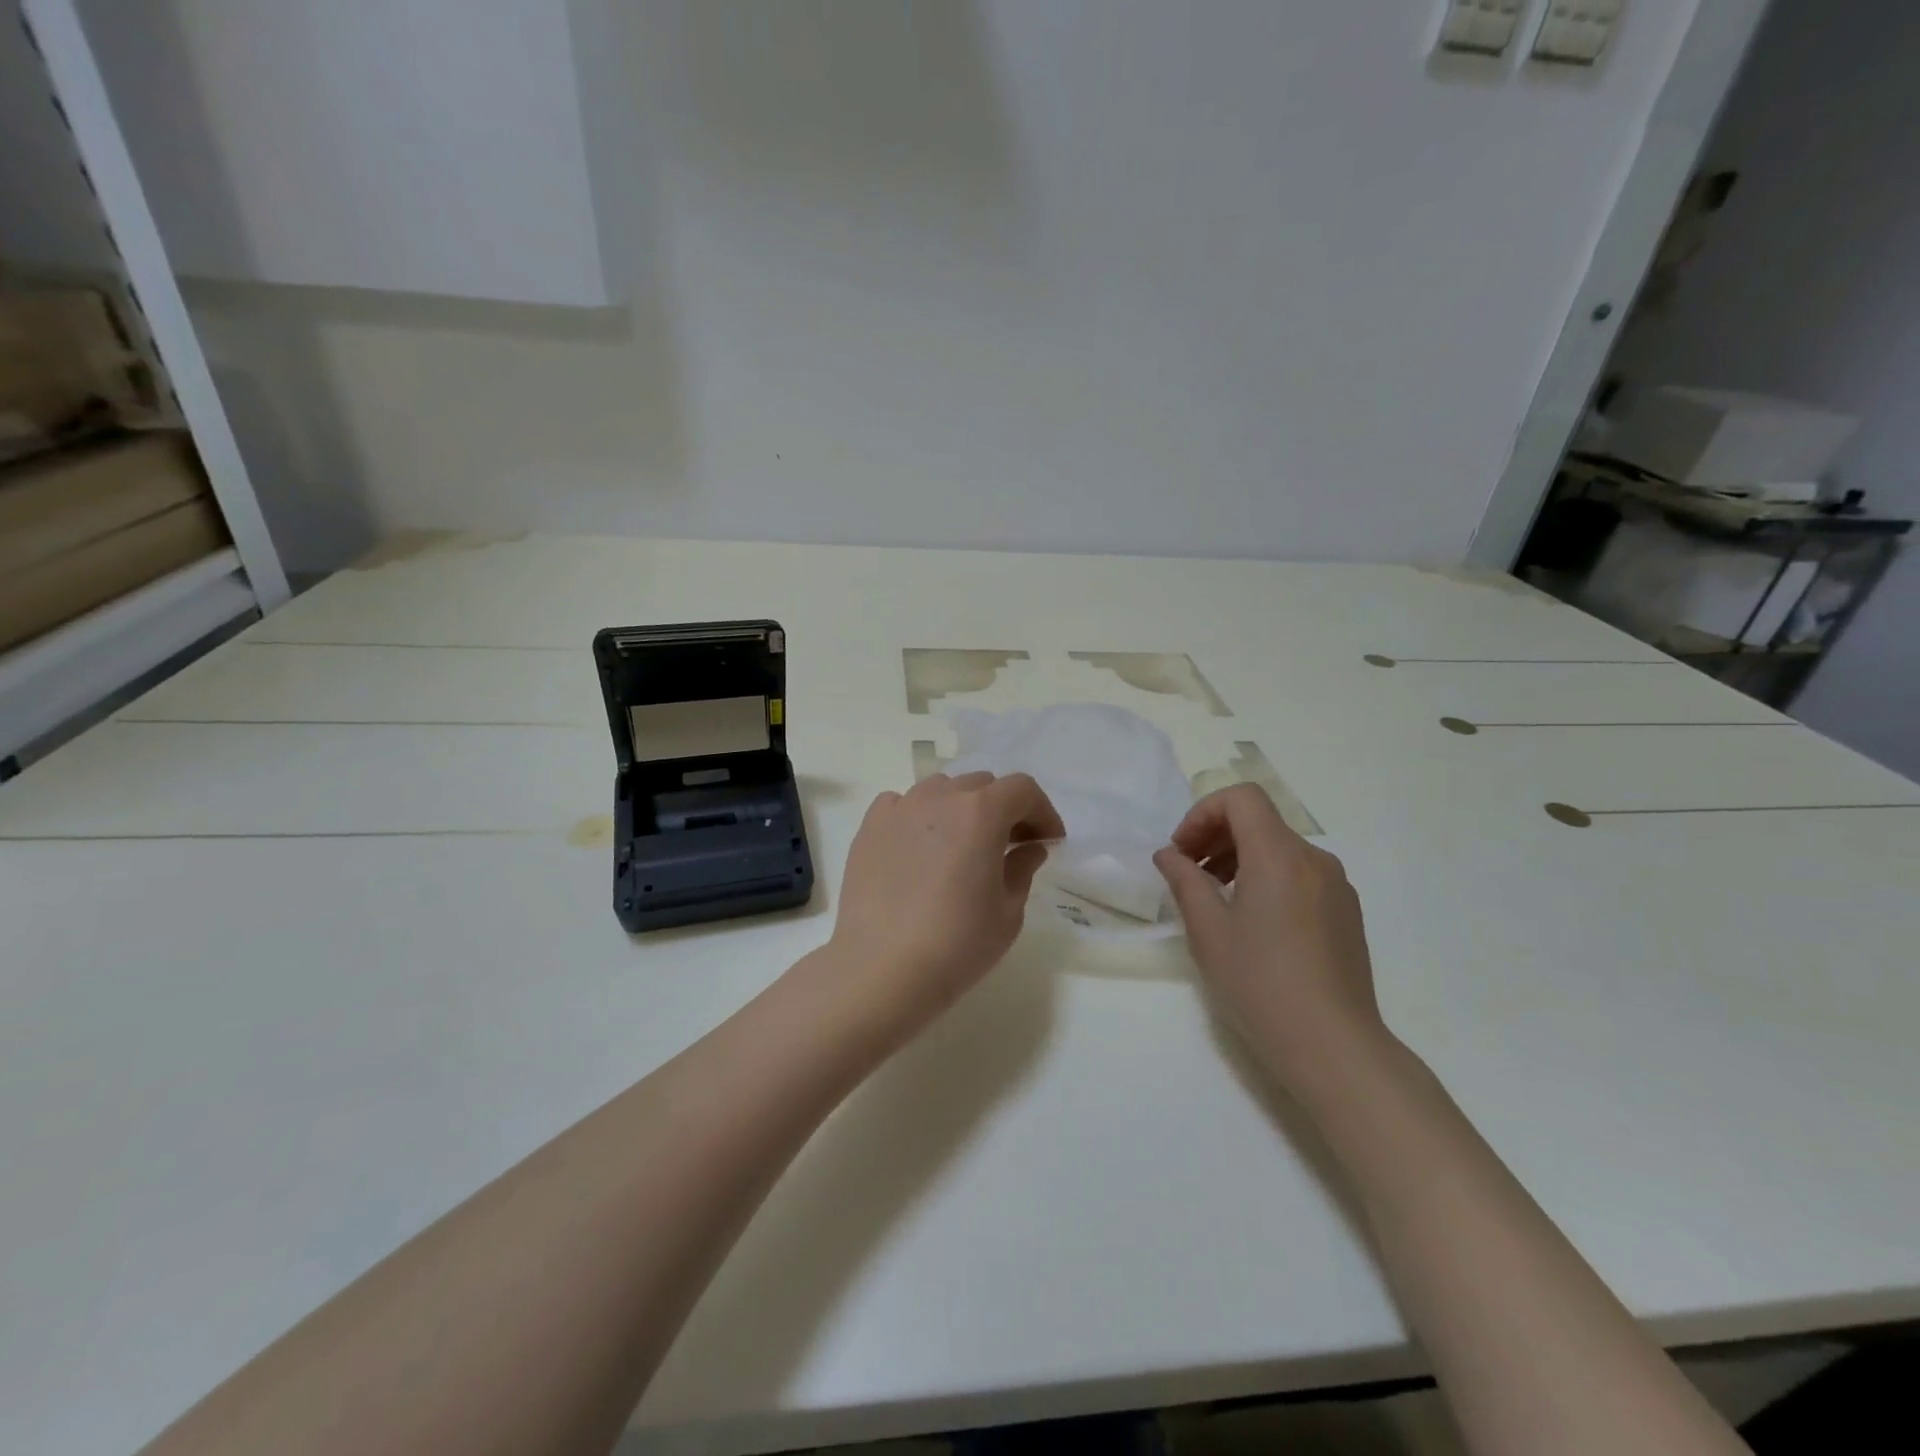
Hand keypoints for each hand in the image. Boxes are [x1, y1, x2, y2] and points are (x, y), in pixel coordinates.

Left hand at [827, 772, 1065, 1046]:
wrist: (881, 970)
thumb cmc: (956, 944)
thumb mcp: (1008, 912)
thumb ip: (1023, 868)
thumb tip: (1029, 847)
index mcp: (981, 812)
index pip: (1022, 789)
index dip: (1042, 811)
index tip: (1048, 841)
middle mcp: (939, 797)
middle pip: (981, 785)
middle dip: (1003, 809)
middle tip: (1010, 846)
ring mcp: (899, 809)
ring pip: (941, 790)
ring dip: (961, 808)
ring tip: (962, 846)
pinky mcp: (869, 827)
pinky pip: (902, 805)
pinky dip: (919, 816)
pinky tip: (920, 849)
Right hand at [1154, 784, 1386, 1096]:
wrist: (1333, 1046)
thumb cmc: (1261, 984)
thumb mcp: (1208, 931)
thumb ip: (1184, 881)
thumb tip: (1170, 855)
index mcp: (1280, 856)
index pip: (1241, 799)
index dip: (1203, 813)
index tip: (1182, 851)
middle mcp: (1314, 860)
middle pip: (1260, 820)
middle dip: (1216, 834)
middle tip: (1187, 872)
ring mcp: (1336, 886)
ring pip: (1279, 847)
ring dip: (1239, 857)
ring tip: (1214, 898)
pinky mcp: (1346, 911)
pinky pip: (1299, 873)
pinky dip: (1266, 877)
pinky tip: (1252, 921)